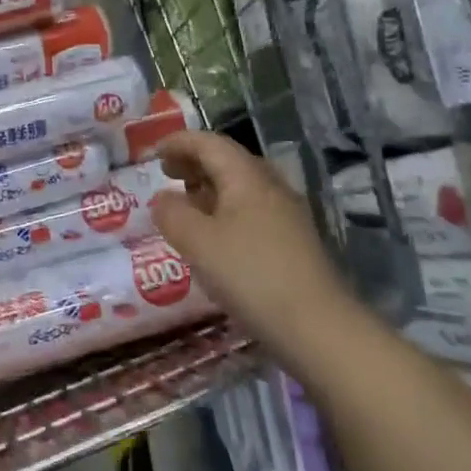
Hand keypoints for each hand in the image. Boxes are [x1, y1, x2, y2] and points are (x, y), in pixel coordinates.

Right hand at [150, 130, 362, 370]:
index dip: (178, 142)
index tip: (152, 153)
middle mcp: (270, 187)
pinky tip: (213, 236)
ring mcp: (286, 215)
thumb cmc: (251, 275)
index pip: (209, 143)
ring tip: (185, 203)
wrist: (318, 328)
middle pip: (228, 160)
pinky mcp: (292, 242)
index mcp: (247, 177)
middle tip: (166, 174)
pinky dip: (224, 209)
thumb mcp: (197, 242)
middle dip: (194, 161)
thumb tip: (162, 198)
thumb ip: (172, 214)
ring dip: (209, 186)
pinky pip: (251, 210)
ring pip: (241, 186)